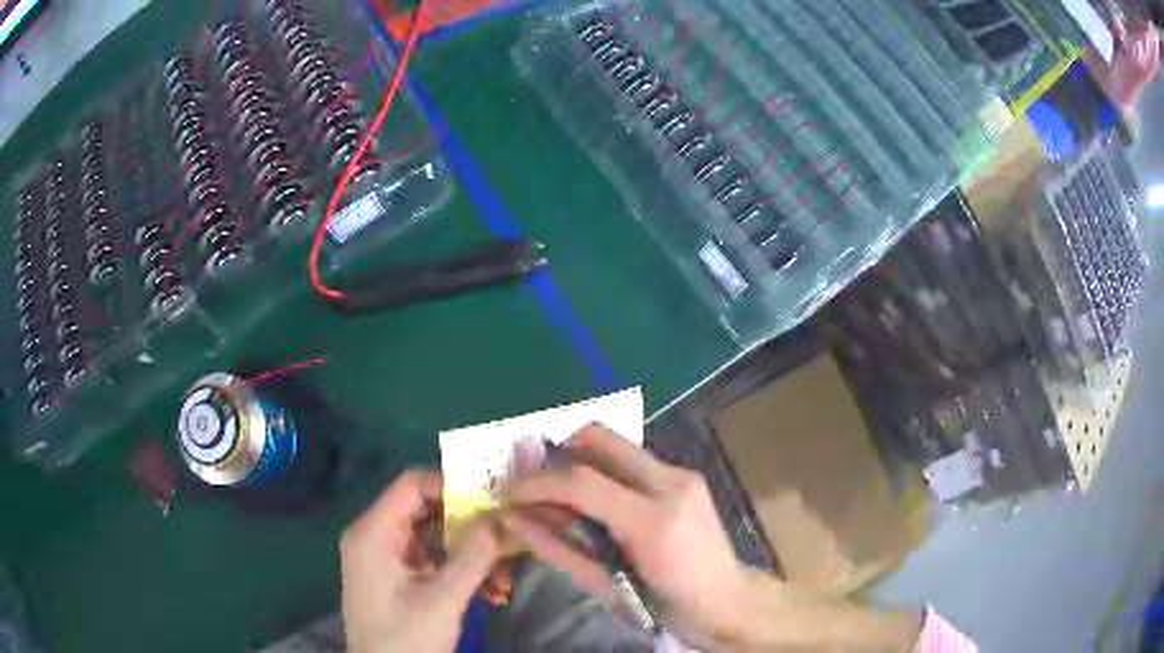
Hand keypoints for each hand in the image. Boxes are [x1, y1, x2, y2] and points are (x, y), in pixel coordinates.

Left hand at [341, 470, 500, 652]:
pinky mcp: (396, 575)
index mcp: (373, 532)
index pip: (412, 484)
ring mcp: (385, 556)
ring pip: (434, 536)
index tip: (492, 502)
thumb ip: (473, 556)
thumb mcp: (443, 599)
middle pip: (426, 509)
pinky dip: (459, 569)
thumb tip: (502, 516)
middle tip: (507, 537)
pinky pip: (431, 558)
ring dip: (470, 552)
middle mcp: (375, 535)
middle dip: (469, 525)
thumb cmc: (405, 638)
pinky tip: (489, 591)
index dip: (453, 485)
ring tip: (503, 577)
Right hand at [503, 425, 753, 647]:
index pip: (583, 482)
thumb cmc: (664, 605)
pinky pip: (632, 460)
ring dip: (578, 459)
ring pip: (616, 444)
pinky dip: (602, 469)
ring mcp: (683, 474)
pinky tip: (593, 497)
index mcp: (654, 522)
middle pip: (600, 439)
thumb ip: (558, 549)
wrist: (725, 600)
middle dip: (555, 451)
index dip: (537, 483)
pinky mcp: (686, 474)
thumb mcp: (605, 586)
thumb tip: (513, 521)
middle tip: (532, 479)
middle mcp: (672, 484)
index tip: (509, 494)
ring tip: (556, 490)